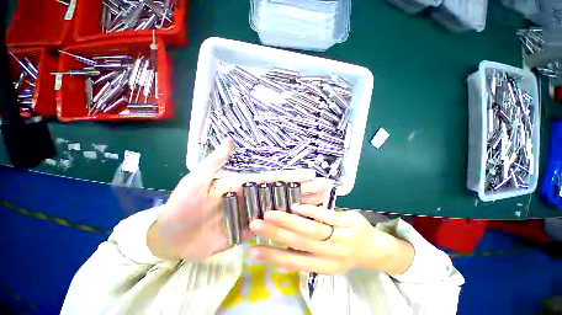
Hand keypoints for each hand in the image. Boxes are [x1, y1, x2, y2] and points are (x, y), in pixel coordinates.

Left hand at [147, 140, 334, 260]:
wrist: (171, 237)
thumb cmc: (181, 207)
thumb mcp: (196, 181)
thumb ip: (214, 163)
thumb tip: (230, 141)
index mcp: (243, 185)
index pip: (273, 179)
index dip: (292, 177)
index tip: (311, 174)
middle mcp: (252, 198)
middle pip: (283, 193)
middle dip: (305, 189)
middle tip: (325, 187)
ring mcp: (252, 215)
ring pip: (281, 209)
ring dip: (301, 205)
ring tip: (321, 203)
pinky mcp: (248, 231)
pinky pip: (271, 227)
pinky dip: (287, 225)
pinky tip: (302, 224)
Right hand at [249, 205, 414, 274]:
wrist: (376, 249)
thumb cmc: (345, 253)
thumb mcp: (327, 261)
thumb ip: (306, 254)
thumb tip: (281, 252)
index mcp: (323, 266)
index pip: (293, 262)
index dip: (272, 257)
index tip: (252, 251)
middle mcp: (330, 255)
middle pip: (299, 243)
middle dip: (275, 233)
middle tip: (255, 224)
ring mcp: (340, 237)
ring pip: (311, 230)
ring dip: (288, 220)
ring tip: (270, 213)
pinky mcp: (347, 222)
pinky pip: (326, 216)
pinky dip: (310, 211)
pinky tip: (296, 206)